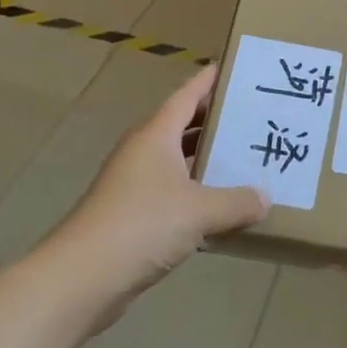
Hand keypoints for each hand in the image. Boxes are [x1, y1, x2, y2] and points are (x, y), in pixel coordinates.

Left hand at [48, 65, 267, 328]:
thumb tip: (265, 198)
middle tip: (254, 116)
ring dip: (208, 159)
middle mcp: (144, 152)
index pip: (187, 96)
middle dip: (216, 121)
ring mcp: (135, 184)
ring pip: (179, 161)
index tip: (233, 69)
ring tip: (246, 159)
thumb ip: (237, 202)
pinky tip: (223, 206)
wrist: (82, 278)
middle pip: (184, 126)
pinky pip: (174, 192)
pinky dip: (197, 192)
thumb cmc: (141, 225)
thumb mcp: (199, 211)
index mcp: (156, 136)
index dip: (209, 81)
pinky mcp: (133, 215)